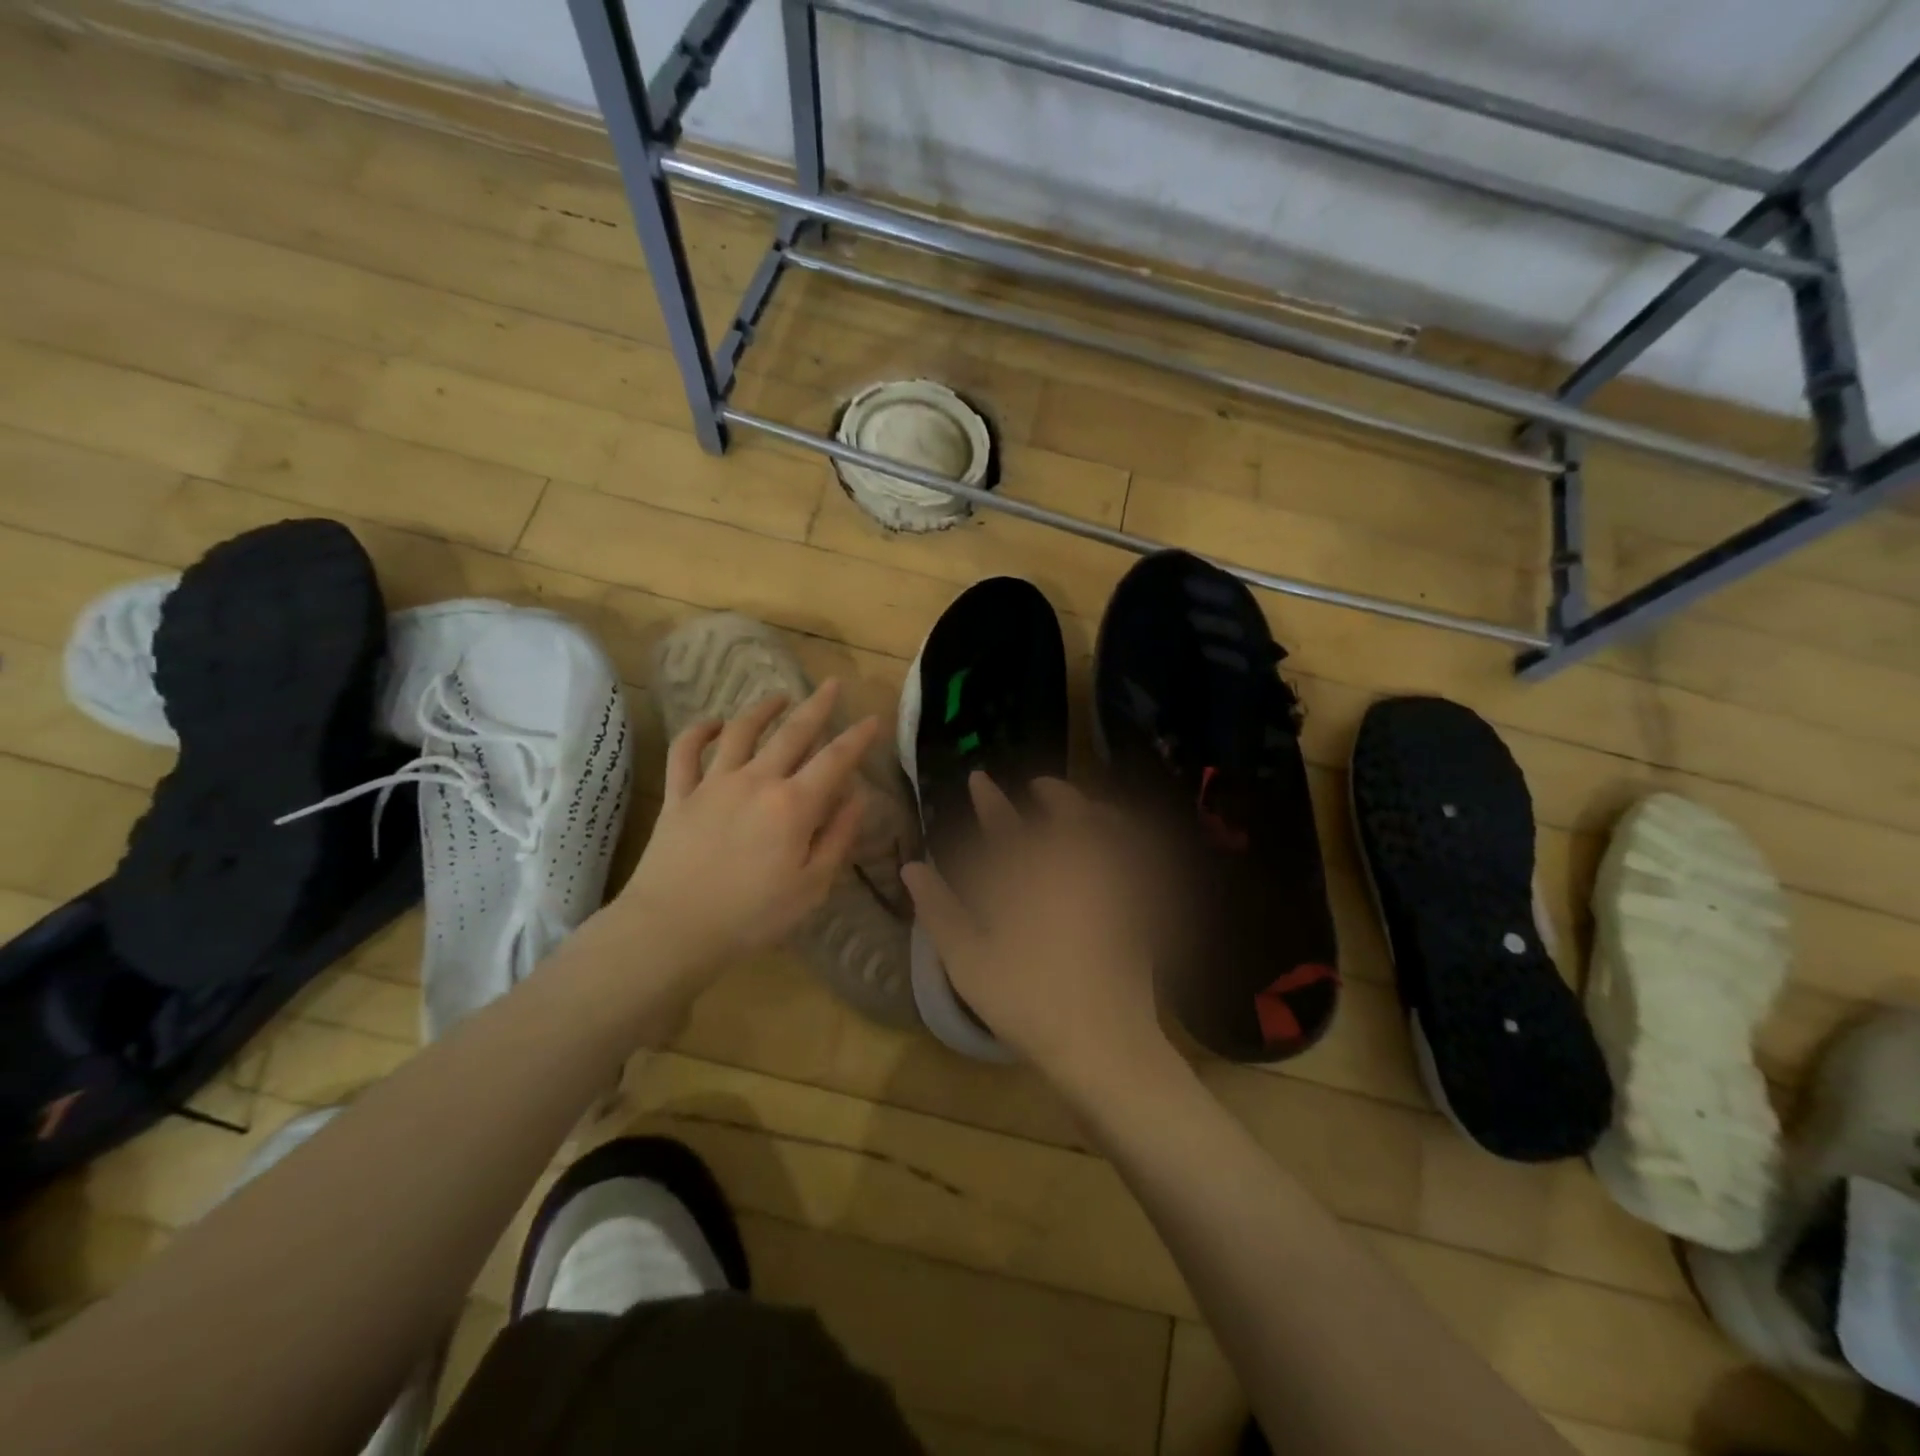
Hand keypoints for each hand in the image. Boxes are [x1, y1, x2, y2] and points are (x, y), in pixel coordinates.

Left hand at [613, 680, 880, 985]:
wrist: (672, 928)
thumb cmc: (752, 916)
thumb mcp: (812, 887)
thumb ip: (837, 837)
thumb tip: (857, 798)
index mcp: (794, 805)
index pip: (835, 760)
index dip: (858, 737)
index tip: (874, 718)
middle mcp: (757, 781)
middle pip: (792, 732)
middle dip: (817, 705)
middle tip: (832, 683)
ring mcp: (713, 783)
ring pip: (740, 731)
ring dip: (763, 708)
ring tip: (779, 696)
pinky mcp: (679, 795)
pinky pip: (685, 752)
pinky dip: (699, 731)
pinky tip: (712, 723)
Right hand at [901, 774, 1173, 1095]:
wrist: (1103, 1043)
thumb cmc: (1028, 1000)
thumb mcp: (969, 959)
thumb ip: (939, 909)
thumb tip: (912, 868)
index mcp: (1030, 876)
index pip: (1004, 826)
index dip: (989, 801)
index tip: (978, 778)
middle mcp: (1074, 868)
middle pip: (1065, 816)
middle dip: (1052, 794)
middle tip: (1038, 785)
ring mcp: (1112, 887)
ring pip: (1106, 832)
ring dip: (1090, 811)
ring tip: (1081, 806)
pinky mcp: (1137, 909)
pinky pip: (1136, 859)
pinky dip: (1125, 844)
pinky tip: (1116, 853)